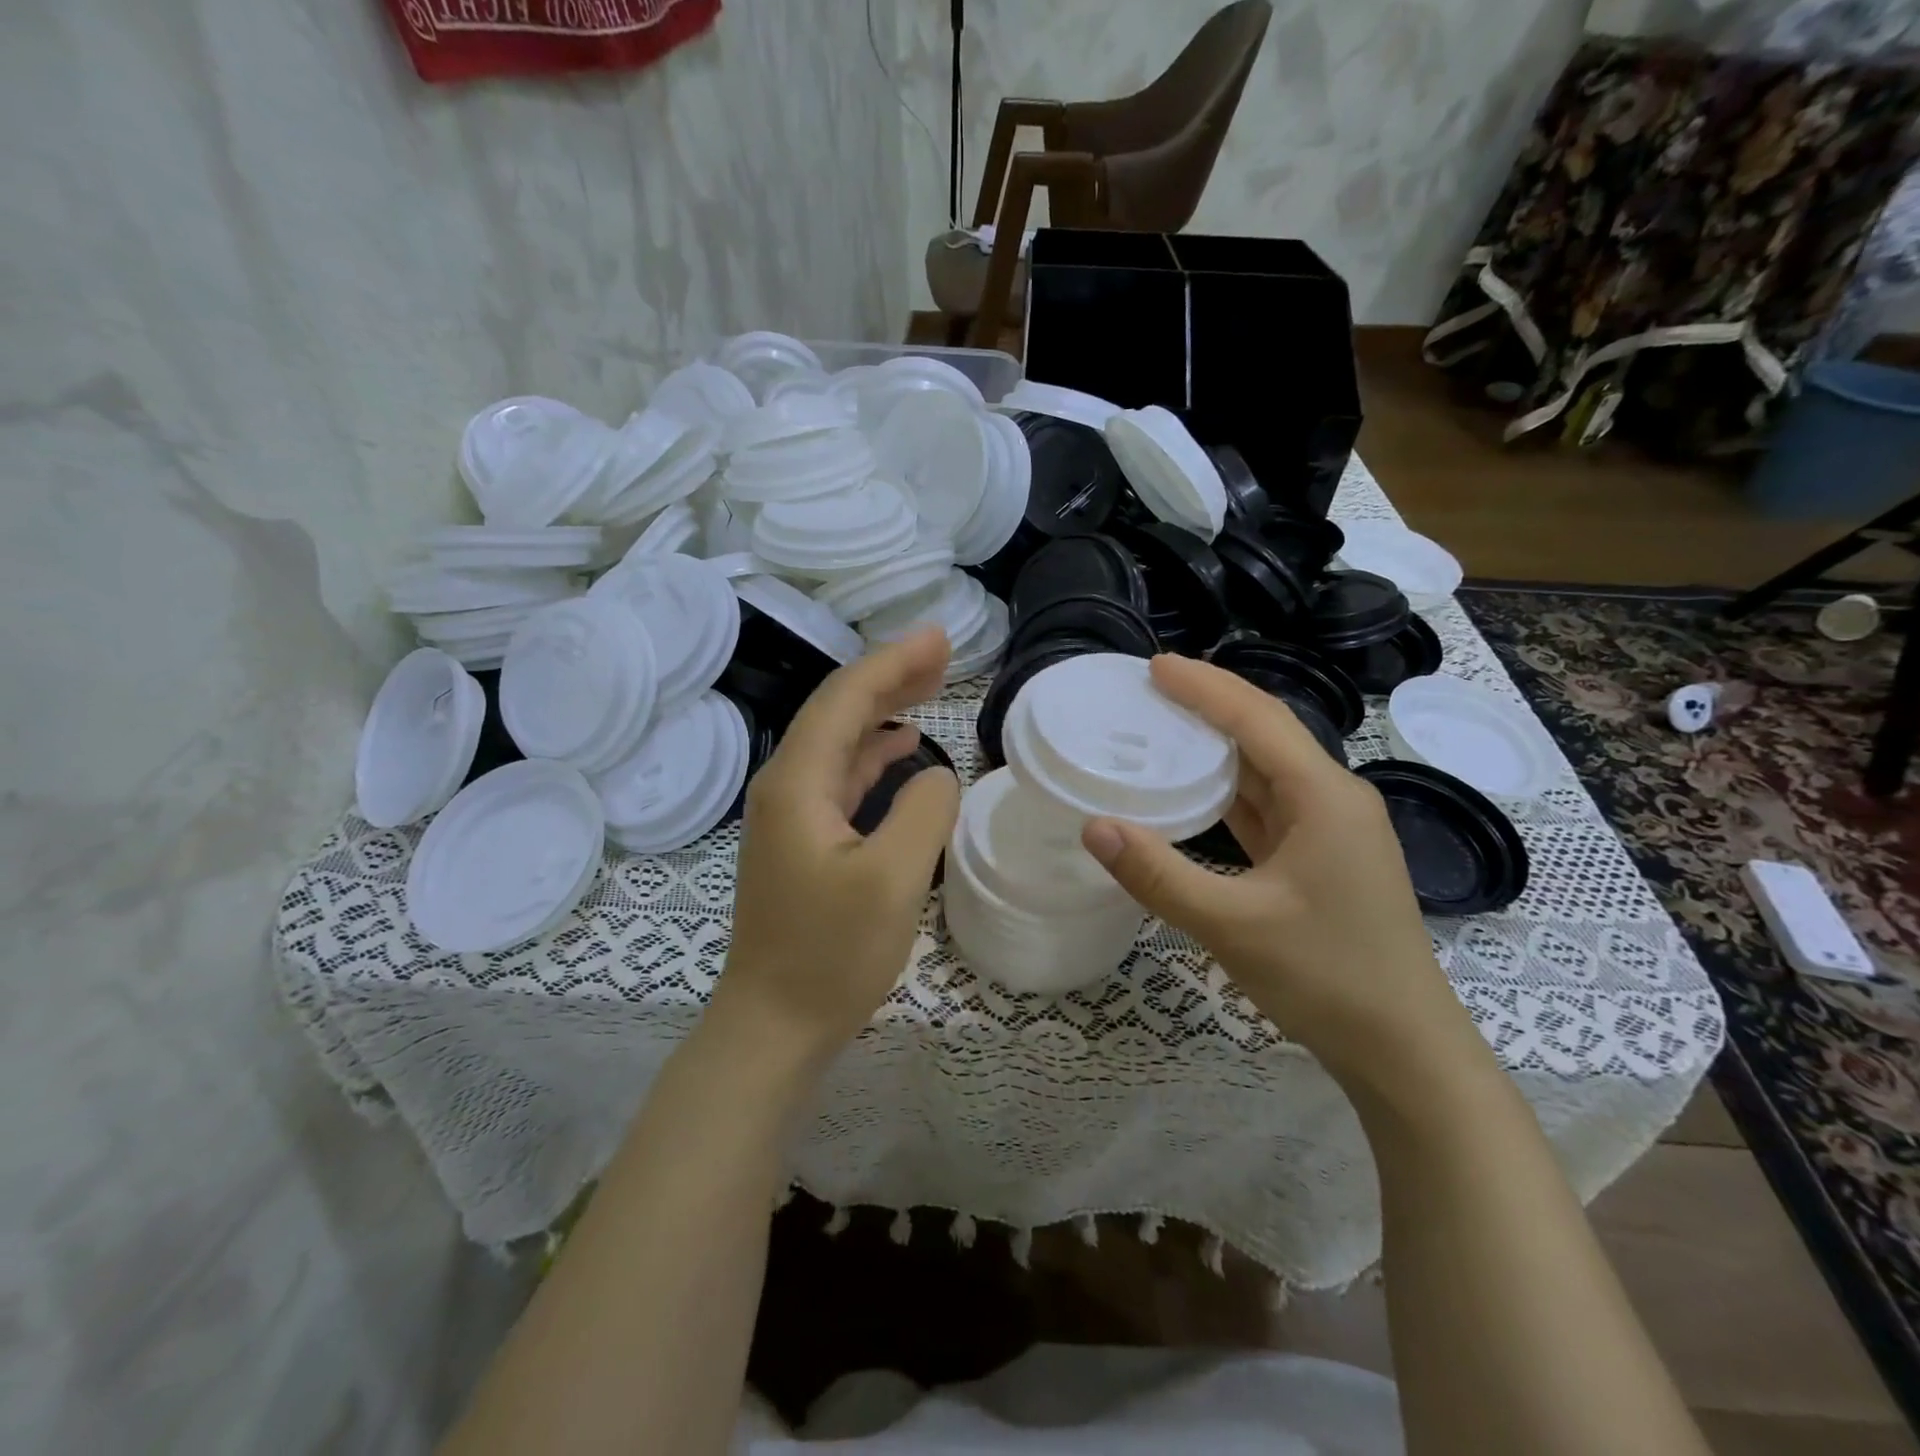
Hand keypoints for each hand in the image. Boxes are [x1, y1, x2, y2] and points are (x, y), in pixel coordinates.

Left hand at [718, 628, 960, 1057]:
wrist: (773, 1025)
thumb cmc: (830, 956)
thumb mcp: (892, 880)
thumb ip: (923, 811)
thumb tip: (936, 774)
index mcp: (797, 783)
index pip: (846, 699)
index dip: (894, 662)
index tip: (941, 639)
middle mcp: (785, 786)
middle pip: (838, 710)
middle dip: (889, 676)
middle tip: (941, 653)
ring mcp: (790, 814)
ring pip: (840, 741)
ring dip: (883, 710)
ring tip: (930, 686)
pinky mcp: (803, 841)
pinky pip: (840, 776)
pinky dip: (873, 753)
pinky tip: (901, 747)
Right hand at [1080, 655, 1474, 1083]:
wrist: (1404, 1050)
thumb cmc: (1326, 977)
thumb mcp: (1231, 925)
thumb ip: (1159, 874)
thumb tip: (1093, 827)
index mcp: (1324, 796)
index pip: (1257, 719)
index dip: (1205, 687)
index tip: (1154, 667)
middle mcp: (1333, 799)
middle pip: (1266, 734)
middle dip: (1210, 705)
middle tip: (1150, 690)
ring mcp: (1332, 830)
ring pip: (1268, 770)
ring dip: (1218, 747)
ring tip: (1164, 728)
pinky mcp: (1323, 858)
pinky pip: (1270, 806)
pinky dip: (1230, 790)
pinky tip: (1196, 791)